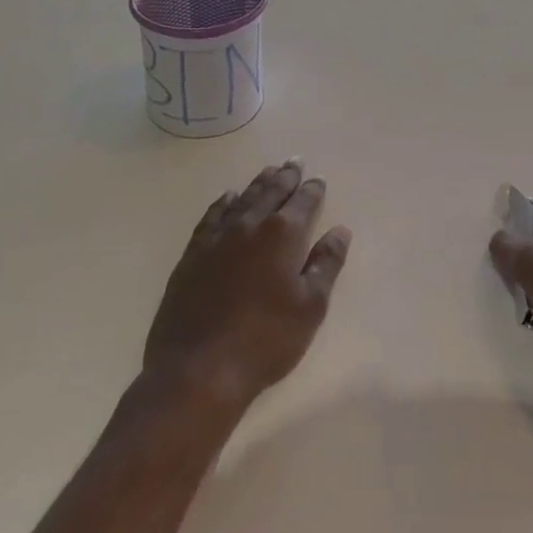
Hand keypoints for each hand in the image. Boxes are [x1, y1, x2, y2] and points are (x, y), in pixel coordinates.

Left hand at [143, 160, 350, 413]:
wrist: (197, 371)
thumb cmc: (264, 341)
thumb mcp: (310, 307)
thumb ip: (326, 264)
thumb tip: (340, 231)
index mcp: (282, 234)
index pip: (303, 202)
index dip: (313, 189)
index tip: (318, 180)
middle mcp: (250, 225)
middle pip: (271, 191)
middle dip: (286, 176)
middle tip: (295, 161)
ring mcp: (217, 238)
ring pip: (242, 199)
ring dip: (258, 184)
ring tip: (268, 172)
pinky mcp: (192, 255)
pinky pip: (211, 216)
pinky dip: (223, 203)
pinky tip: (228, 198)